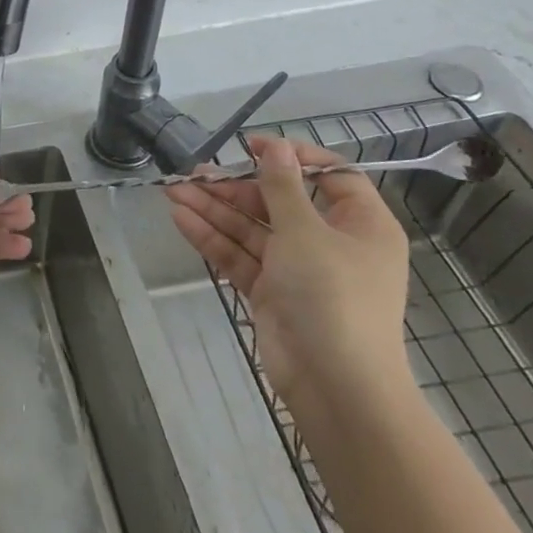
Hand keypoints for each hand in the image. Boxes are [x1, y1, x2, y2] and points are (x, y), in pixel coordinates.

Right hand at [166, 136, 411, 418]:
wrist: (336, 386)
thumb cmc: (333, 296)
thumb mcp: (306, 231)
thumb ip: (282, 186)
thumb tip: (275, 146)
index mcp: (359, 224)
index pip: (330, 176)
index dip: (291, 157)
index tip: (251, 146)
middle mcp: (331, 242)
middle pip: (278, 202)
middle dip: (234, 187)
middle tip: (194, 172)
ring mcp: (299, 269)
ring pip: (252, 228)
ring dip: (214, 209)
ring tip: (173, 190)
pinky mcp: (271, 292)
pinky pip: (240, 255)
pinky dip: (212, 237)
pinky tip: (180, 217)